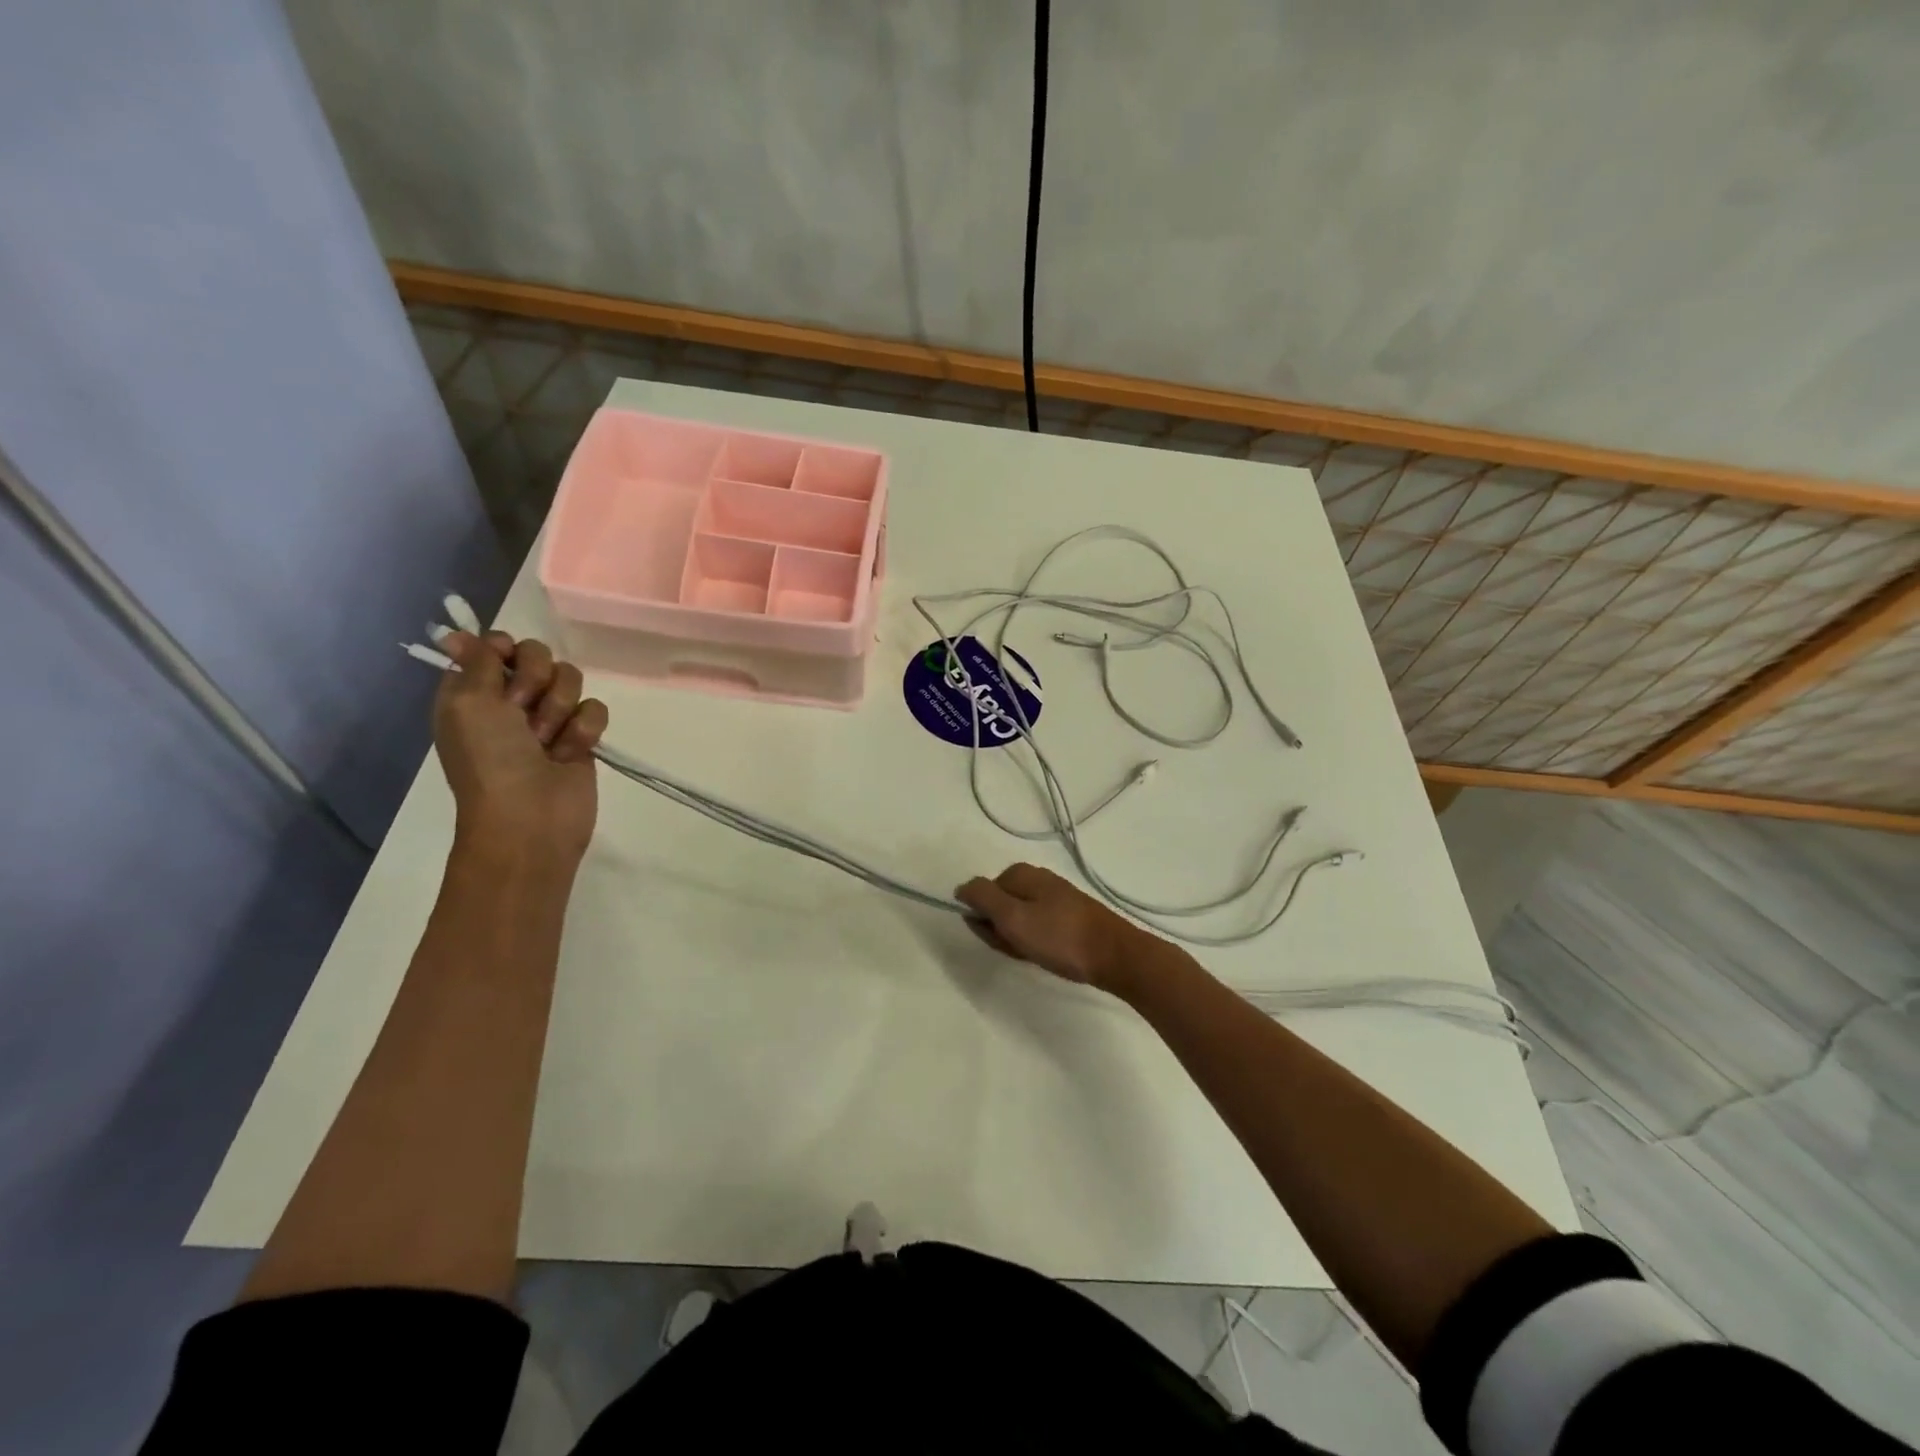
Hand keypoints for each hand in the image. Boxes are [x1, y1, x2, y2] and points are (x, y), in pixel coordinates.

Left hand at [434, 632, 608, 864]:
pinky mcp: (582, 737)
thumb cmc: (491, 760)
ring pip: (571, 680)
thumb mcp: (468, 703)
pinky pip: (595, 709)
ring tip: (547, 740)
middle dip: (535, 680)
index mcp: (473, 692)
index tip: (505, 662)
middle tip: (522, 711)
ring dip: (559, 709)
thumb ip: (474, 661)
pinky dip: (584, 730)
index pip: (496, 645)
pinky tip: (570, 752)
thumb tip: (456, 633)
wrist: (530, 818)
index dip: (504, 649)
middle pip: (539, 656)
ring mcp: (549, 719)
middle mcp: (510, 701)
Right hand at [954, 863, 1143, 991]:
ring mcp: (1054, 896)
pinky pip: (1038, 927)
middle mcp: (1036, 878)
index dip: (985, 922)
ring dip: (1020, 940)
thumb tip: (961, 887)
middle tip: (1021, 949)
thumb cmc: (1059, 937)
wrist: (1114, 955)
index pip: (981, 895)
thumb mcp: (1012, 917)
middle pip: (999, 907)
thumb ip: (982, 898)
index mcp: (1020, 873)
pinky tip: (1050, 954)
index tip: (1001, 938)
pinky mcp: (1068, 915)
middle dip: (1003, 932)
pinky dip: (1037, 942)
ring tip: (1038, 954)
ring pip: (1018, 920)